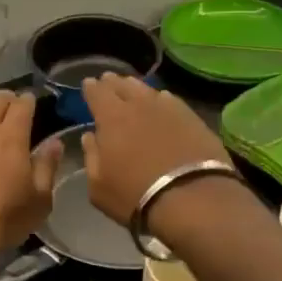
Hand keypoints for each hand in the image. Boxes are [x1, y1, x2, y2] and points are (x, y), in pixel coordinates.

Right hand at [79, 74, 230, 225]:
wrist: (193, 199)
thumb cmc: (136, 196)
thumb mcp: (99, 186)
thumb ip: (91, 157)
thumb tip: (90, 137)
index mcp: (111, 118)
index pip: (97, 92)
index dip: (91, 87)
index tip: (88, 84)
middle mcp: (138, 105)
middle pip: (123, 85)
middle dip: (112, 83)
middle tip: (108, 81)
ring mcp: (169, 108)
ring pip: (148, 89)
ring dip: (136, 87)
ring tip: (132, 88)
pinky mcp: (192, 118)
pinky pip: (171, 100)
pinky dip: (161, 99)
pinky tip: (162, 102)